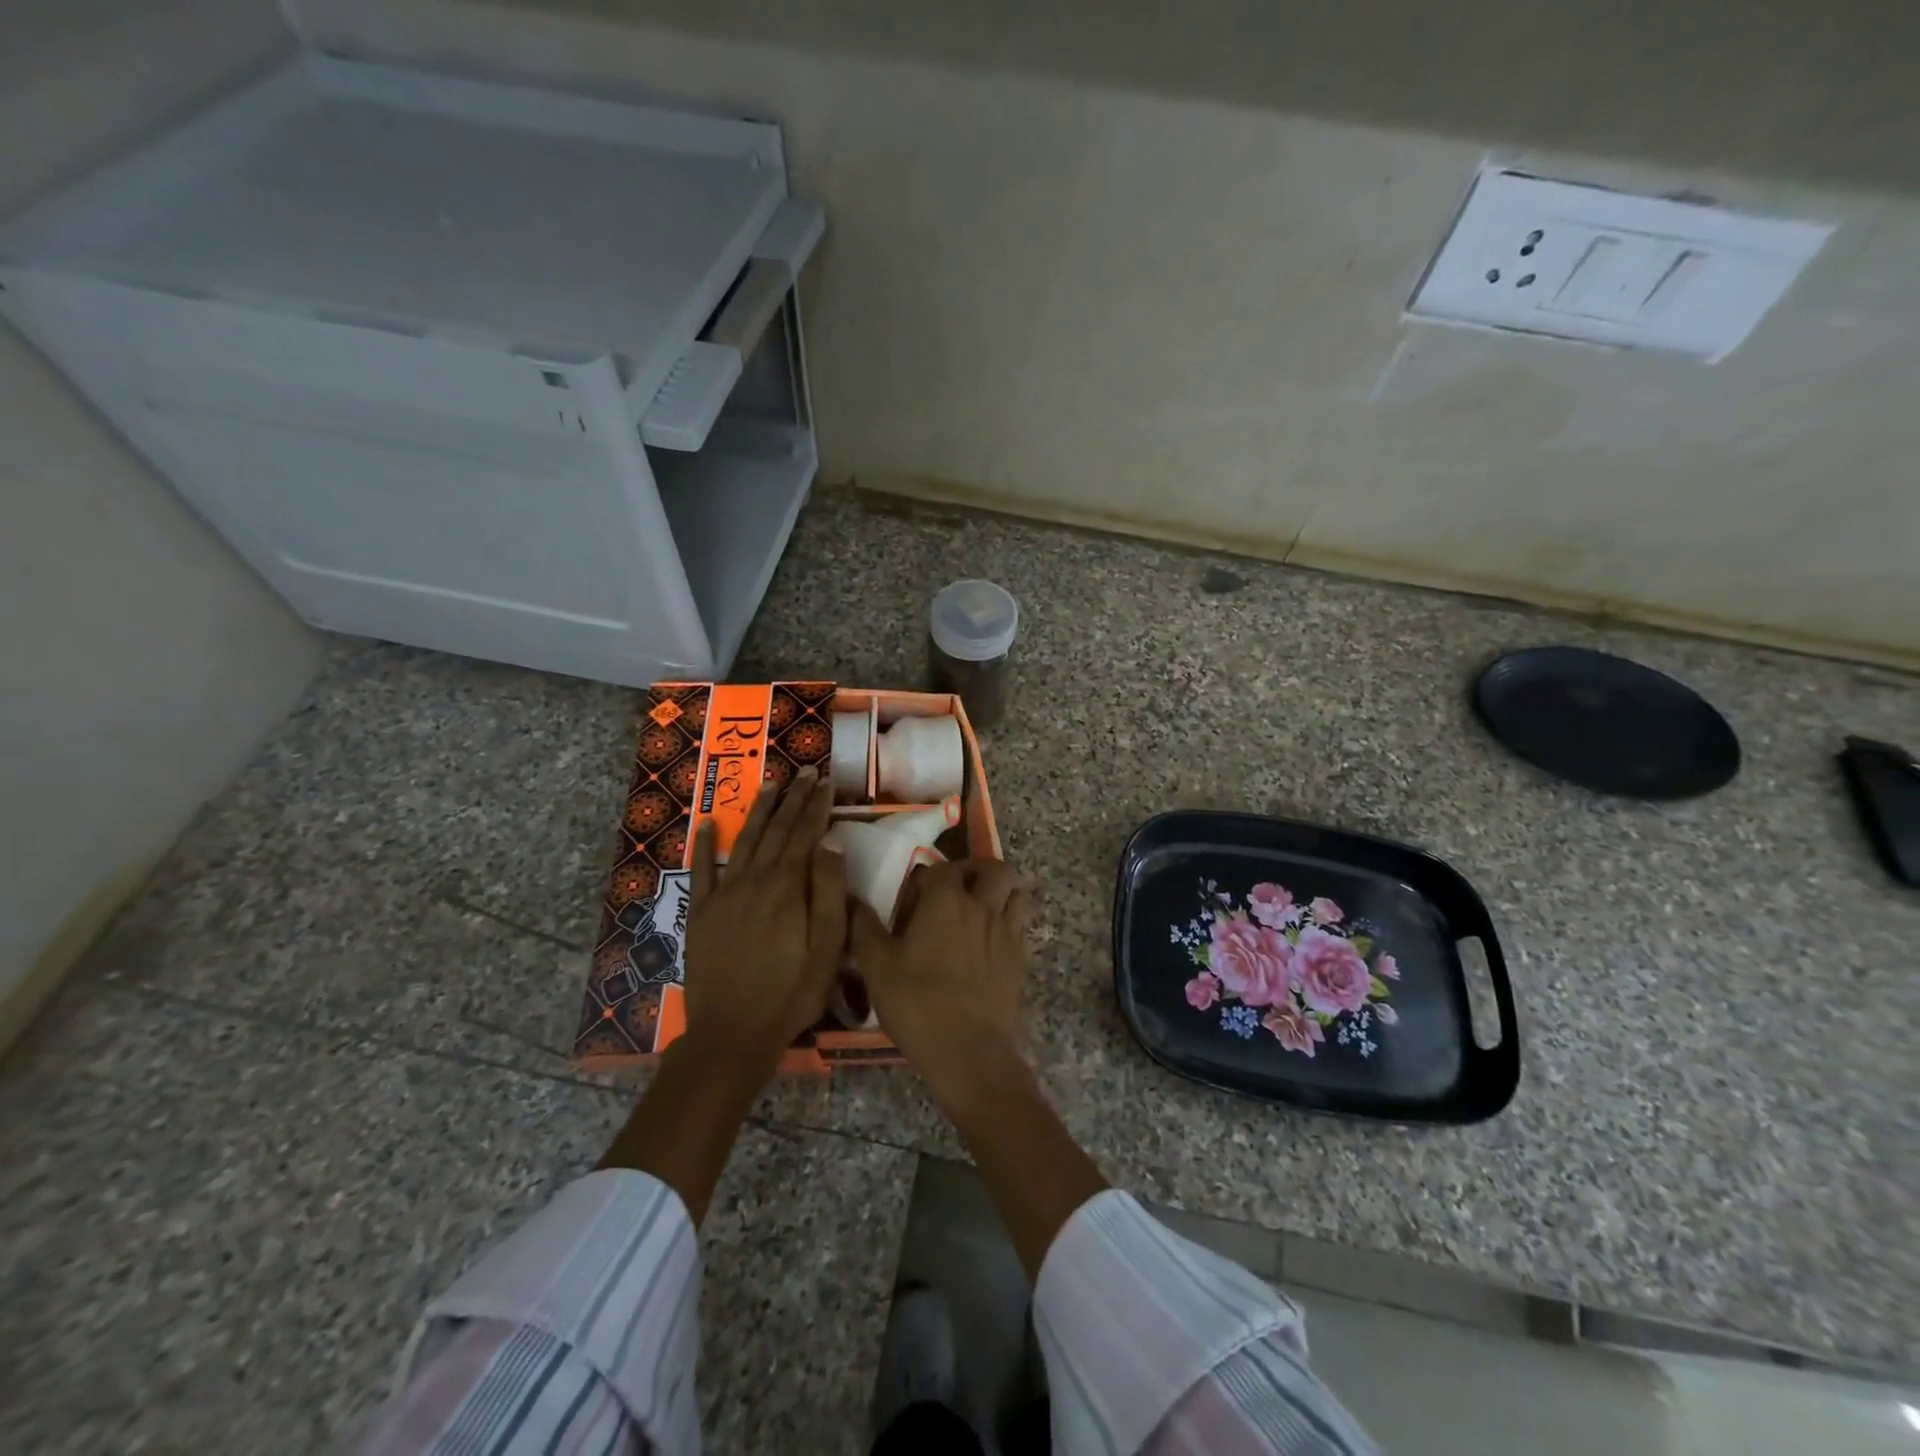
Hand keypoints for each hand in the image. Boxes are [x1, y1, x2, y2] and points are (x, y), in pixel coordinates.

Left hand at [682, 766, 845, 1076]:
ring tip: (770, 785)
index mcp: (788, 886)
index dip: (817, 806)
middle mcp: (754, 879)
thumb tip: (829, 843)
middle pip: (777, 830)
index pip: (806, 834)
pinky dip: (704, 845)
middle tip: (804, 772)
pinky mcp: (701, 913)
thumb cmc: (791, 991)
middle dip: (793, 798)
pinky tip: (707, 824)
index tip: (825, 782)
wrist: (733, 1031)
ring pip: (744, 841)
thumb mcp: (828, 946)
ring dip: (758, 811)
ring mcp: (724, 894)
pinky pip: (702, 870)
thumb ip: (829, 890)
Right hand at [849, 858, 1031, 1103]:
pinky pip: (1021, 923)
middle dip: (975, 872)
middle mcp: (982, 906)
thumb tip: (851, 900)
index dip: (925, 880)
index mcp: (946, 901)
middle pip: (994, 868)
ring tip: (979, 910)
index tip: (912, 903)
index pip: (940, 868)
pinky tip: (989, 942)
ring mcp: (1007, 931)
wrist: (969, 1053)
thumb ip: (864, 928)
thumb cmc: (918, 1005)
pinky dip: (1009, 920)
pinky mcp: (1021, 957)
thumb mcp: (877, 967)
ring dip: (1000, 892)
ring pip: (1016, 891)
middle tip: (955, 892)